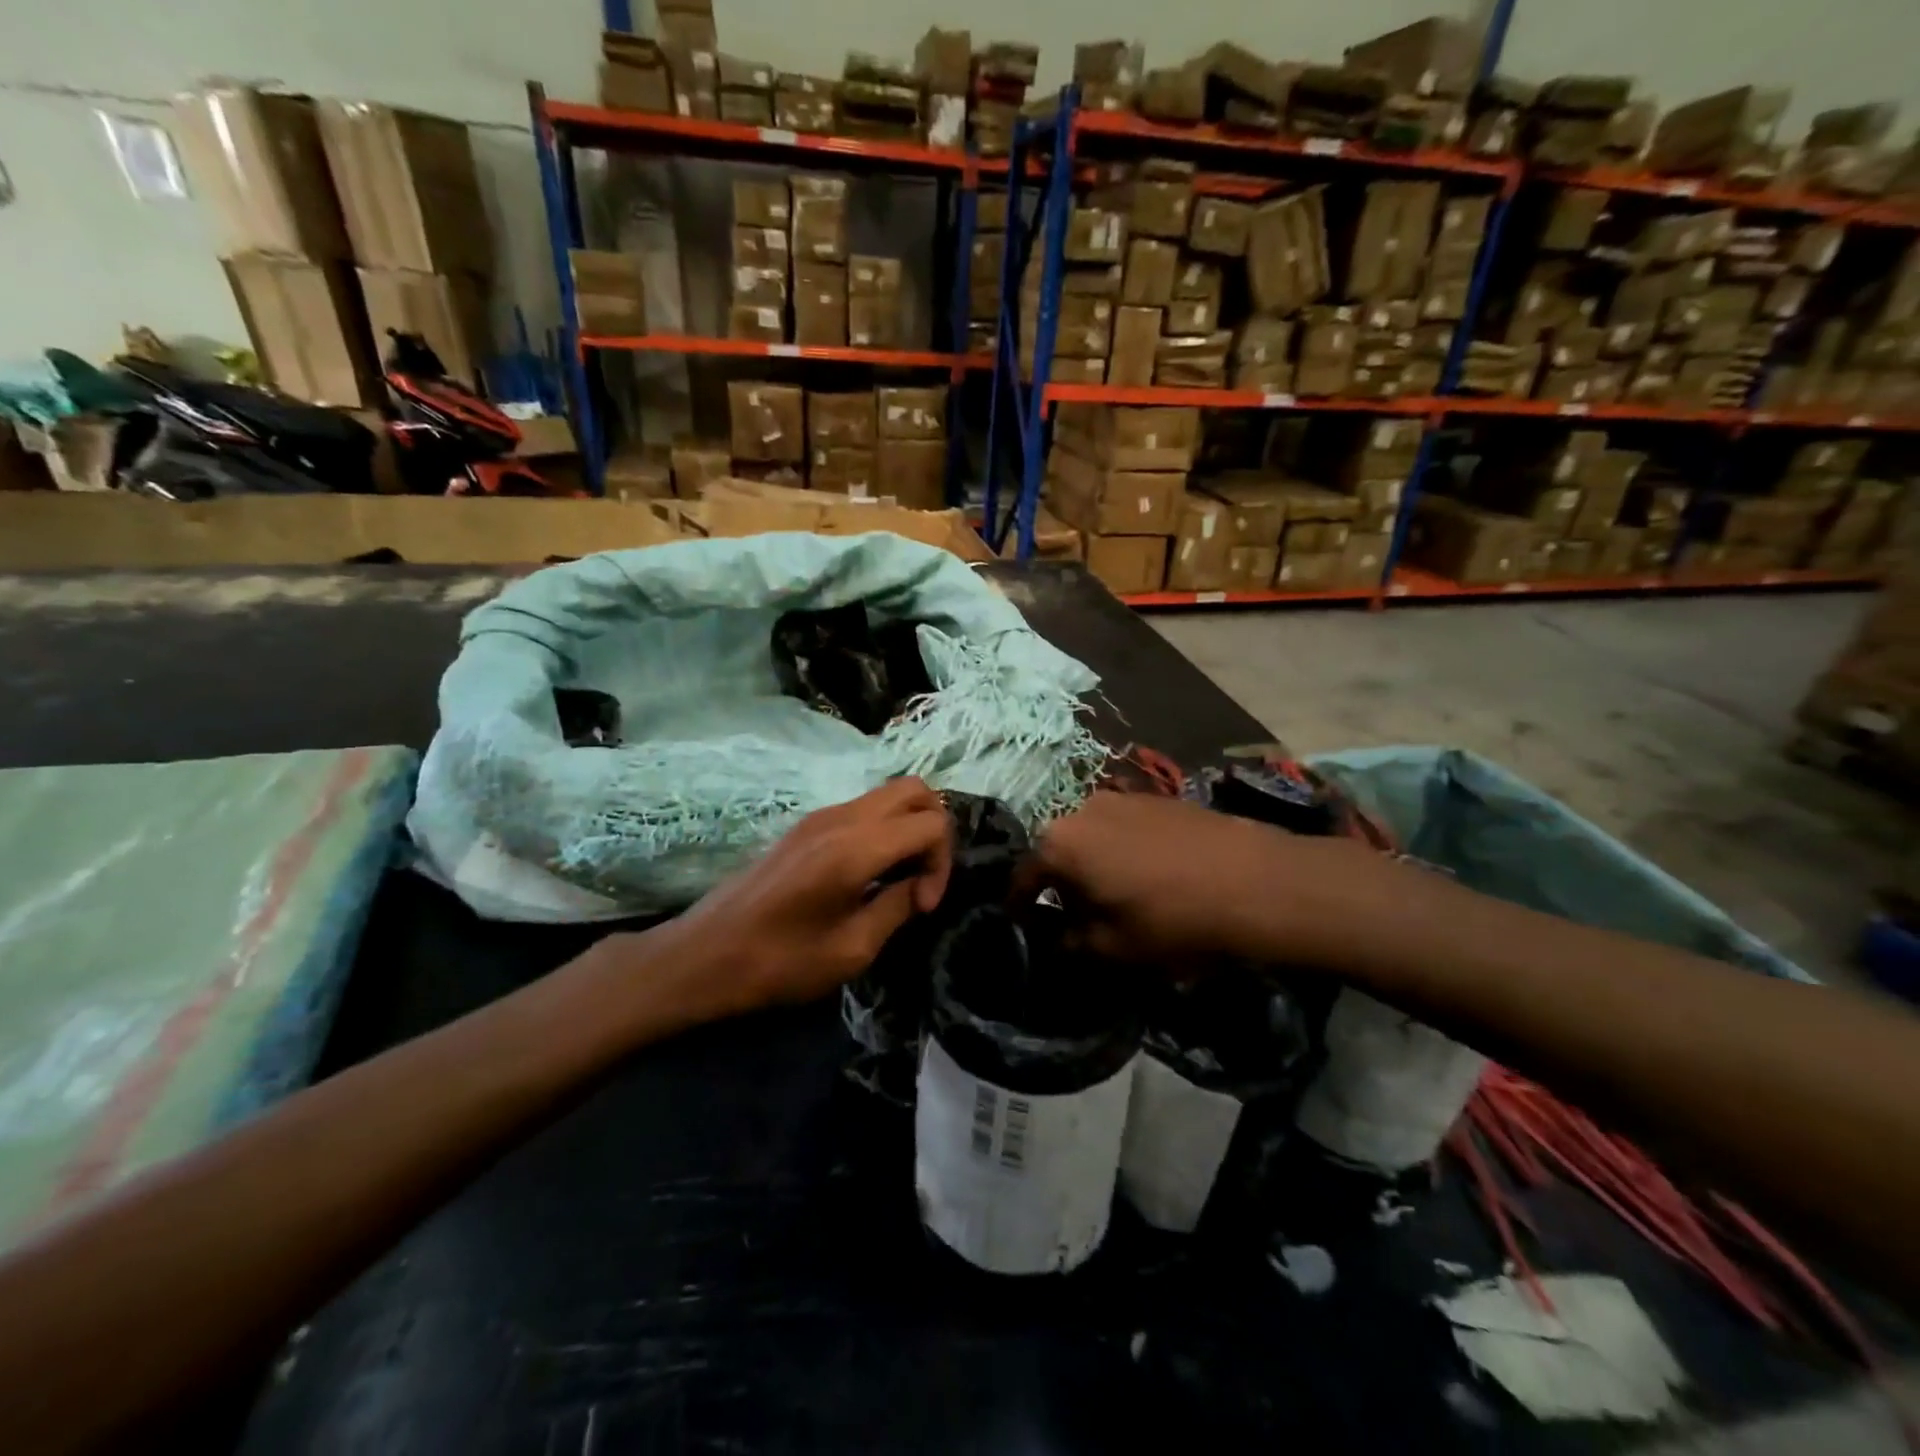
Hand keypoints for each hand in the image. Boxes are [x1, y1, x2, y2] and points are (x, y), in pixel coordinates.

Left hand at [646, 778, 953, 1019]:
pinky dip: (885, 829)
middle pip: (915, 790)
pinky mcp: (807, 825)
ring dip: (909, 827)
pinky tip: (871, 874)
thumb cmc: (778, 963)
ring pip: (890, 794)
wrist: (703, 955)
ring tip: (900, 878)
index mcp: (855, 847)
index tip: (923, 905)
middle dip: (934, 830)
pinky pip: (865, 809)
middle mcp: (841, 817)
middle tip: (922, 878)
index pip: (931, 823)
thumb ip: (897, 907)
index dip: (942, 863)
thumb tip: (920, 886)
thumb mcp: (851, 950)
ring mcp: (821, 815)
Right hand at [1028, 791, 1382, 965]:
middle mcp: (1080, 809)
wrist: (1254, 879)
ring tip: (1116, 892)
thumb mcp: (1114, 948)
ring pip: (1090, 835)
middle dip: (1061, 882)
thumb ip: (1072, 943)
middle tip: (1077, 914)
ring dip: (1093, 862)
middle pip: (1057, 850)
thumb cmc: (1172, 919)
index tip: (1025, 925)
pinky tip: (1148, 872)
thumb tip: (1060, 936)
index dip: (1021, 906)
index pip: (1023, 878)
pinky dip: (1122, 847)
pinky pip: (1122, 825)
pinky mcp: (1155, 796)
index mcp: (1059, 844)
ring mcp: (1120, 796)